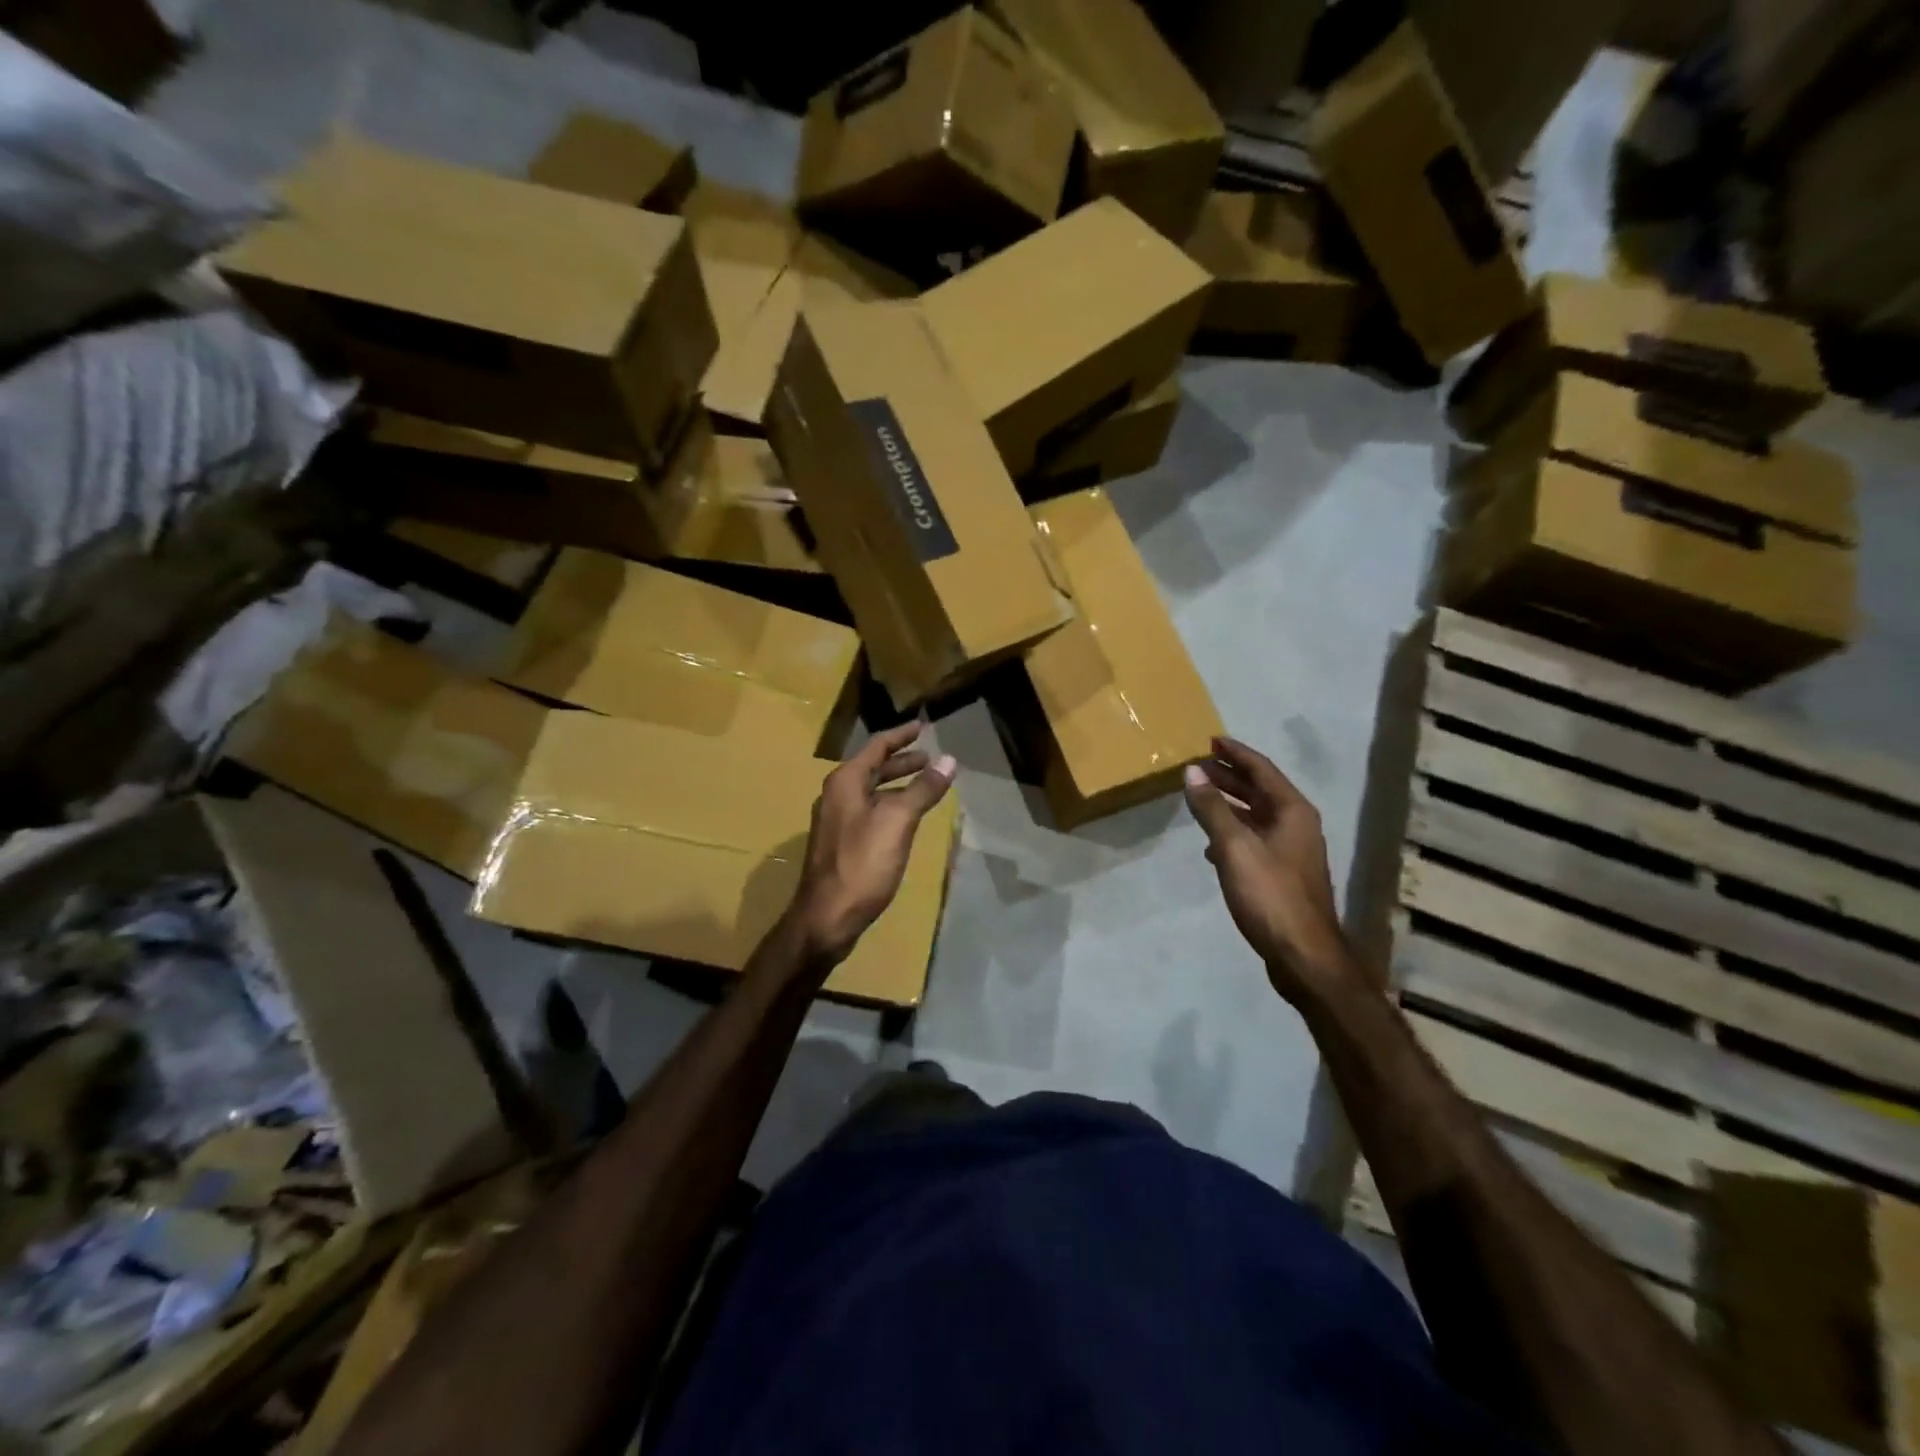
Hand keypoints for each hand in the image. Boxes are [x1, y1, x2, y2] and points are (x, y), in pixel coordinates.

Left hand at [788, 722, 956, 966]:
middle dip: (901, 761)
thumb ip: (922, 789)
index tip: (923, 726)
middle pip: (872, 768)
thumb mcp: (897, 822)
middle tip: (929, 757)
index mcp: (845, 782)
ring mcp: (836, 821)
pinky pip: (869, 812)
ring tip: (924, 784)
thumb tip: (948, 760)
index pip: (877, 746)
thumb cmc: (862, 864)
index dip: (902, 735)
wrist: (826, 917)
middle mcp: (836, 795)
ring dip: (896, 784)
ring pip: (871, 791)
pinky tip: (906, 819)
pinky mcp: (841, 844)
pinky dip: (890, 805)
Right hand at [1183, 736, 1351, 1002]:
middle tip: (1199, 765)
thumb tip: (1192, 772)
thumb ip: (1212, 808)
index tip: (1211, 740)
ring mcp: (1291, 850)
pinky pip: (1254, 839)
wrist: (1302, 954)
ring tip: (1200, 797)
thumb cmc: (1270, 894)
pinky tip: (1211, 845)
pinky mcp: (1282, 874)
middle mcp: (1297, 824)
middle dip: (1229, 776)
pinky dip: (1232, 832)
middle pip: (1260, 790)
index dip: (1235, 753)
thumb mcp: (1234, 847)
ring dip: (1229, 803)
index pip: (1261, 769)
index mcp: (1292, 811)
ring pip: (1256, 815)